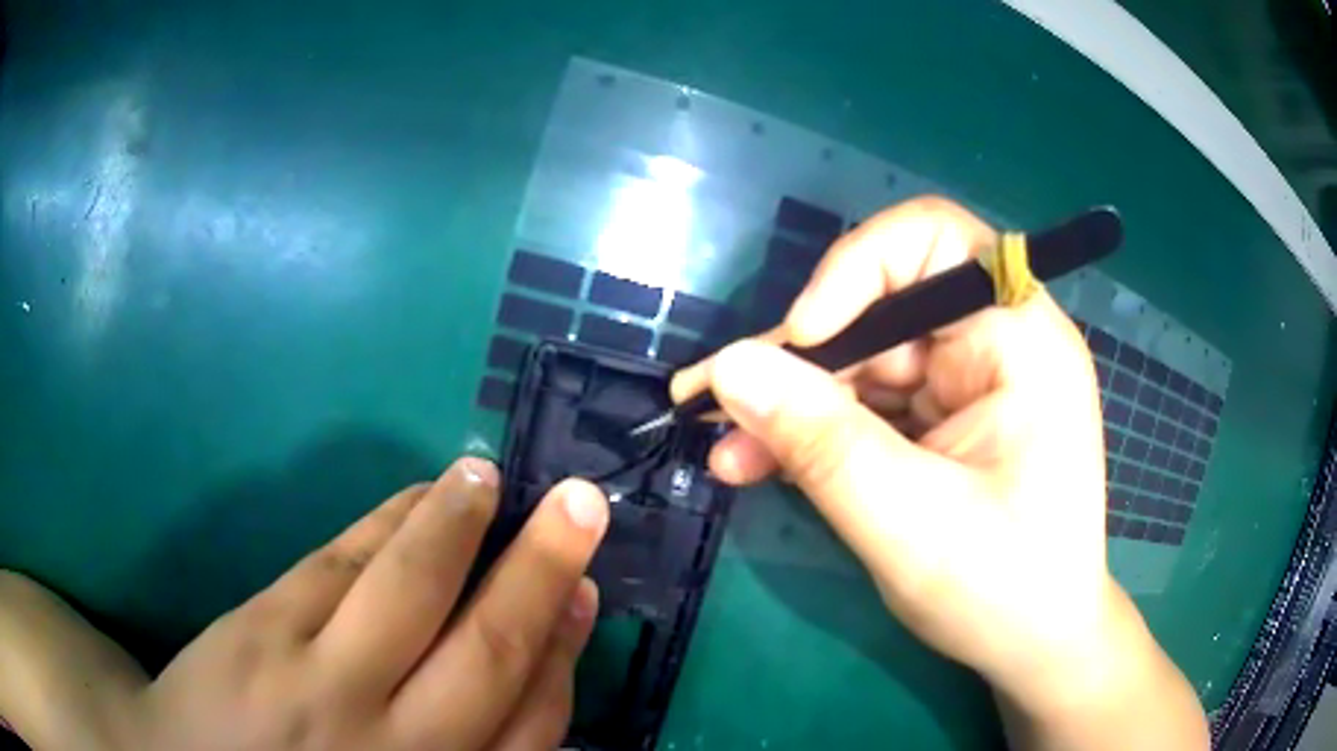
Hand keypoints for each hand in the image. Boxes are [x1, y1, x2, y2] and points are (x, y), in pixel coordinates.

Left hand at [0, 458, 609, 750]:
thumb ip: (463, 746)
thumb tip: (528, 672)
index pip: (530, 722)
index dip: (565, 650)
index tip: (584, 593)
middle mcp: (395, 746)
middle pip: (487, 653)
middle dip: (540, 574)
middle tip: (581, 505)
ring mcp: (323, 683)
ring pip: (413, 592)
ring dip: (461, 527)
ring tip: (491, 476)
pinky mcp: (265, 630)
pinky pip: (341, 564)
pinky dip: (389, 525)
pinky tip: (417, 496)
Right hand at [674, 196, 1206, 746]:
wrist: (1033, 645)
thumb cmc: (1002, 590)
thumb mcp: (908, 522)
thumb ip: (820, 441)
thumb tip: (728, 366)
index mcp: (1022, 341)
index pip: (935, 239)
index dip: (858, 268)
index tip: (805, 338)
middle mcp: (997, 344)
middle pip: (882, 305)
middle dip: (801, 358)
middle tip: (718, 402)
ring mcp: (968, 383)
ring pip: (862, 359)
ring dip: (793, 402)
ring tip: (726, 446)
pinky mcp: (942, 421)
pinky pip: (867, 404)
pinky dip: (814, 430)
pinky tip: (759, 461)